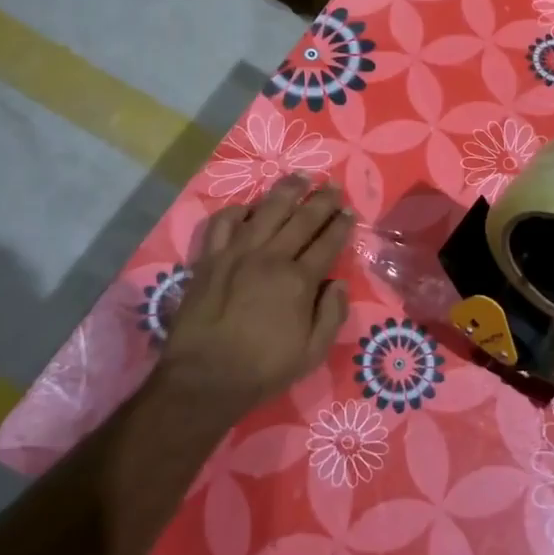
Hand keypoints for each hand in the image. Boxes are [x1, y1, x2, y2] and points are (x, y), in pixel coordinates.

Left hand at [156, 176, 353, 420]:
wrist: (204, 377)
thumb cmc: (262, 369)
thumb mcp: (312, 353)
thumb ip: (331, 315)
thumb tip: (339, 284)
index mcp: (299, 280)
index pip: (327, 242)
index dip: (342, 225)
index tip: (350, 211)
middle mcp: (271, 257)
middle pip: (302, 219)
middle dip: (322, 200)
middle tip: (333, 185)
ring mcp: (237, 253)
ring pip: (266, 210)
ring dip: (287, 191)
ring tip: (301, 177)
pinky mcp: (210, 258)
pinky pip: (224, 223)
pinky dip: (238, 210)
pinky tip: (249, 206)